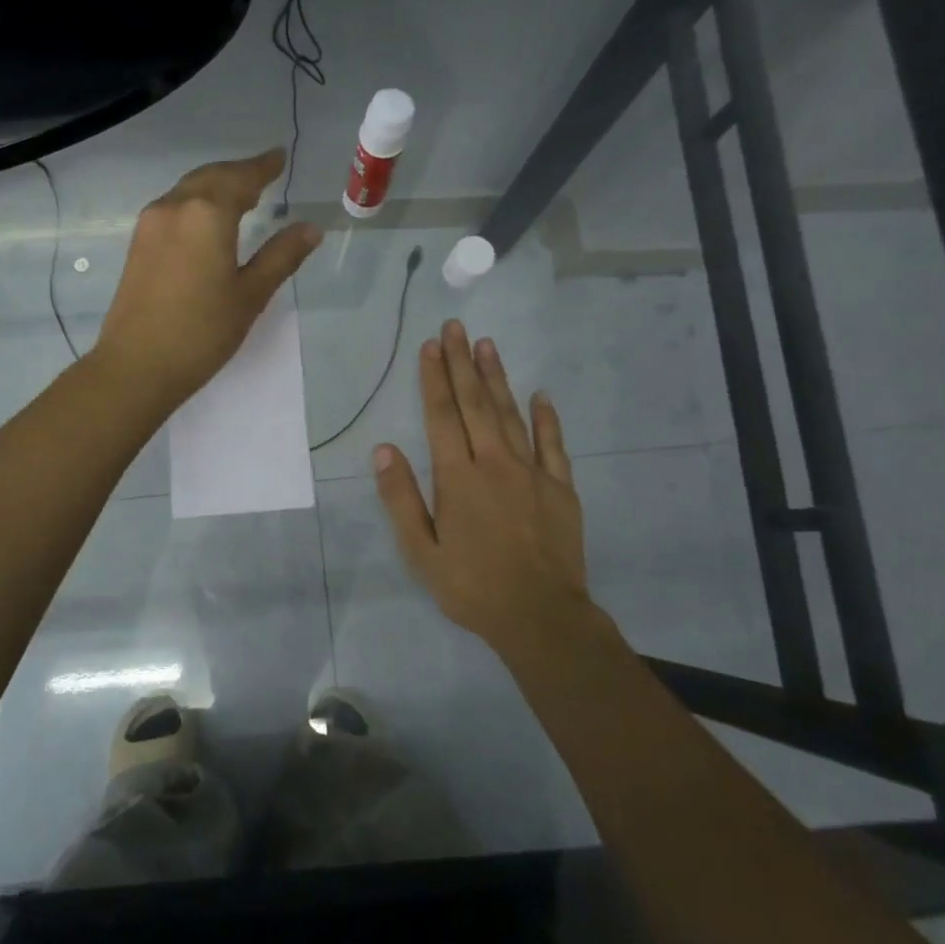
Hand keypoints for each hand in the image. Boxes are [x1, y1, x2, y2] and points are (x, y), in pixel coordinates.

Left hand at [97, 149, 322, 410]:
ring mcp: (150, 224)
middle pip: (211, 177)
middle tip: (264, 174)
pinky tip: (208, 221)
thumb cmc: (202, 332)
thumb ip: (281, 256)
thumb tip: (310, 228)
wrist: (137, 366)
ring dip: (215, 186)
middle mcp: (174, 207)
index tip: (279, 157)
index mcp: (207, 214)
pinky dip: (196, 203)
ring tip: (241, 196)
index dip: (263, 167)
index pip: (241, 178)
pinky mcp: (138, 244)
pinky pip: (173, 207)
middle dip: (238, 173)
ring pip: (188, 190)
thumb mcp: (250, 295)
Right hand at [373, 320, 601, 662]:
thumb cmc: (472, 586)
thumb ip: (401, 498)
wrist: (540, 616)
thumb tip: (383, 449)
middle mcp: (494, 463)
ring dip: (498, 377)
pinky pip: (553, 444)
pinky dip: (546, 418)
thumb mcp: (421, 552)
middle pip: (476, 404)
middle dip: (462, 363)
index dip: (433, 379)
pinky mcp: (561, 487)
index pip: (441, 416)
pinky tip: (540, 395)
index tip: (430, 345)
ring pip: (511, 414)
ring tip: (487, 344)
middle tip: (456, 327)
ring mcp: (532, 472)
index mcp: (458, 478)